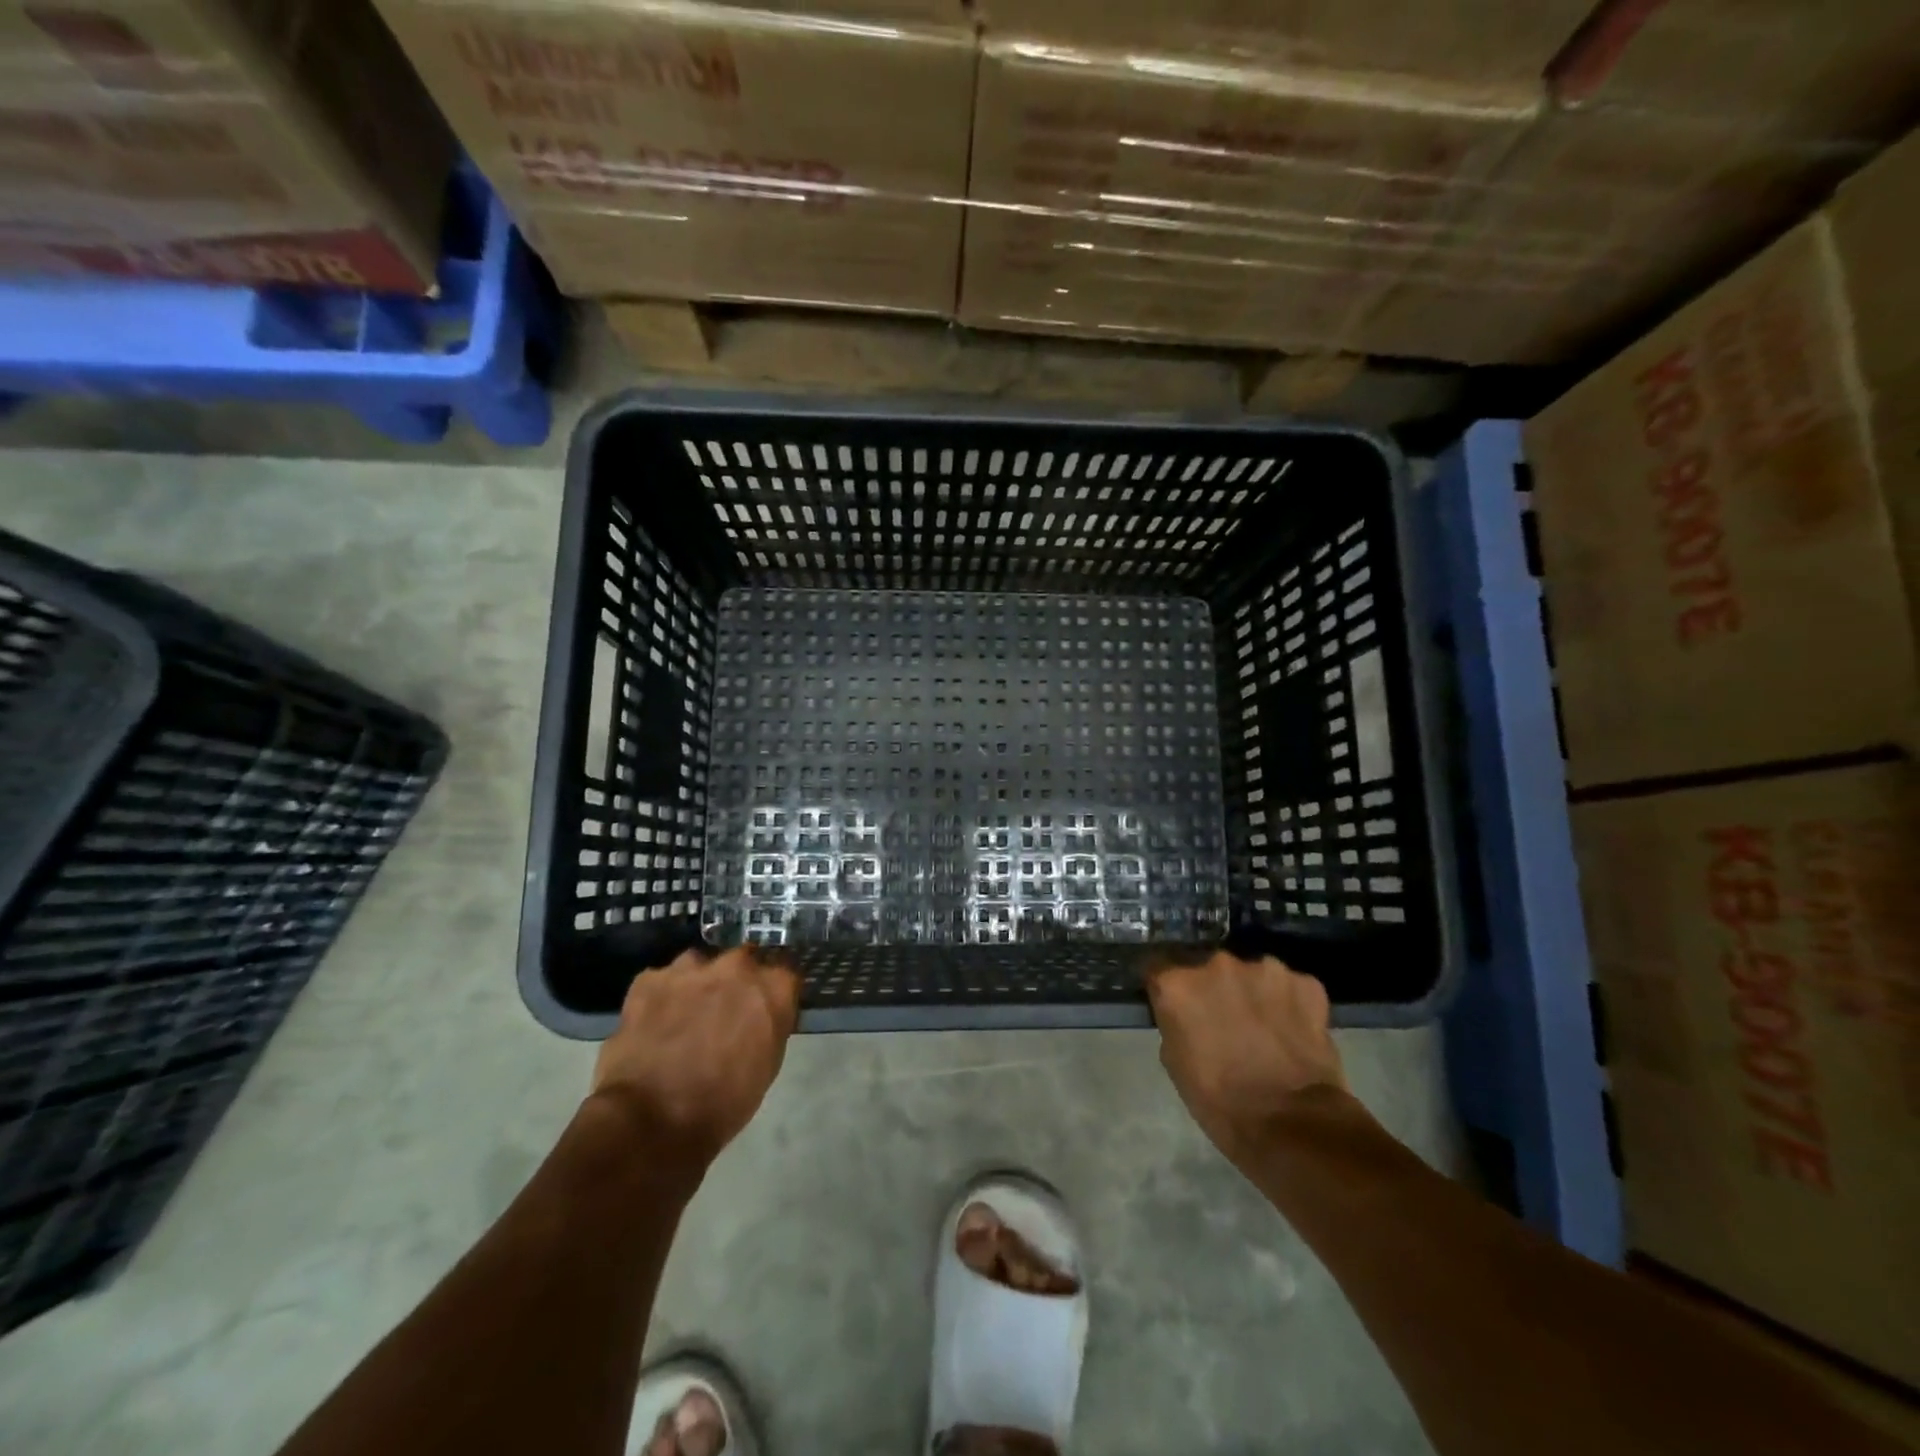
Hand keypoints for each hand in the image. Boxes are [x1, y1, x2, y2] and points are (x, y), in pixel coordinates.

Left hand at [591, 947, 800, 1167]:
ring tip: (686, 1014)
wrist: (651, 1121)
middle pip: (744, 960)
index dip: (773, 990)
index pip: (785, 973)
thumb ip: (770, 1025)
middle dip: (737, 980)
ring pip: (700, 964)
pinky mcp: (650, 979)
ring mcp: (691, 969)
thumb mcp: (767, 1065)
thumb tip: (762, 1015)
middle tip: (724, 1010)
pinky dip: (662, 996)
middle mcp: (737, 967)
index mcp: (773, 989)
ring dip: (699, 983)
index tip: (765, 1005)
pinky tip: (654, 1022)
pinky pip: (662, 980)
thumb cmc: (722, 1104)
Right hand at [1147, 952, 1346, 1164]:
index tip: (1178, 1005)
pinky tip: (1295, 1034)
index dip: (1170, 989)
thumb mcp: (1176, 1062)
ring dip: (1255, 994)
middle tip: (1227, 1022)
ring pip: (1254, 975)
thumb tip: (1187, 1013)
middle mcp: (1217, 964)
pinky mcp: (1306, 984)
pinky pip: (1292, 988)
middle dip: (1216, 990)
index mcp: (1178, 984)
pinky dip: (1291, 1005)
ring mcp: (1266, 969)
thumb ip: (1176, 1022)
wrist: (1293, 1125)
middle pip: (1210, 968)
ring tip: (1266, 1030)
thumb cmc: (1221, 1102)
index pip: (1160, 968)